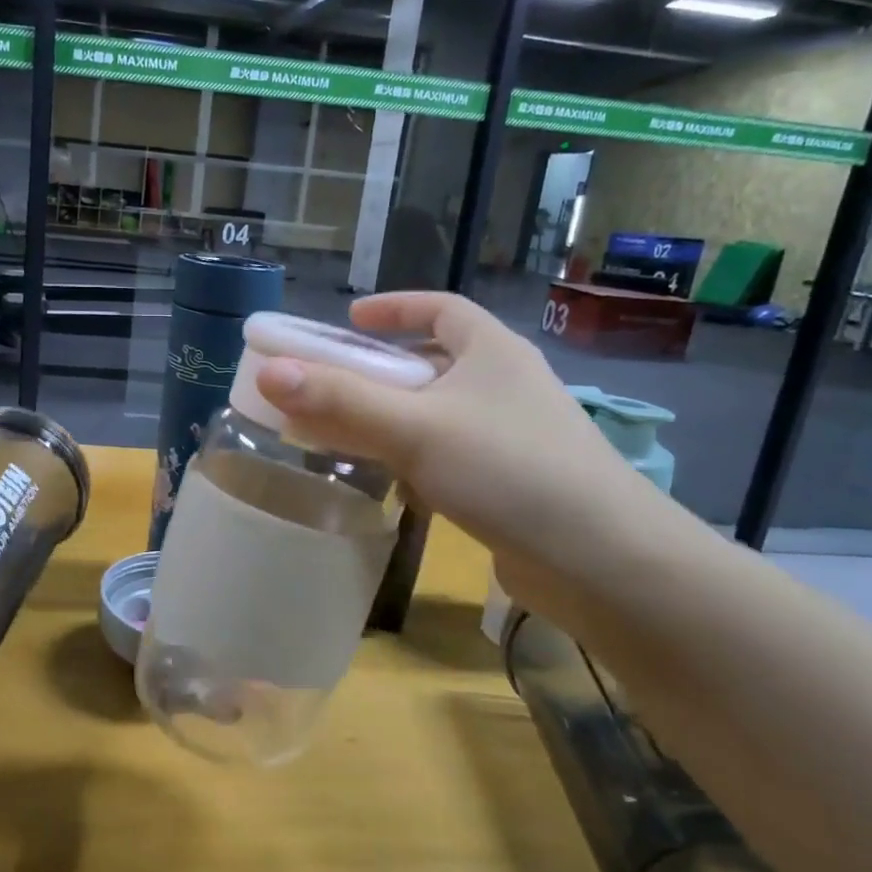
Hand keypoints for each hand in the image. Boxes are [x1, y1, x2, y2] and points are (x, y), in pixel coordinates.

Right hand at [254, 292, 670, 575]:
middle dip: (379, 372)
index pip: (440, 309)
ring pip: (438, 414)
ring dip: (393, 420)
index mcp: (492, 351)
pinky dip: (415, 460)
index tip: (348, 321)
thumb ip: (341, 401)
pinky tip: (392, 486)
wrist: (603, 562)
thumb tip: (269, 372)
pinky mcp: (513, 483)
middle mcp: (505, 385)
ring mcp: (513, 436)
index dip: (394, 309)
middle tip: (329, 385)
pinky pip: (450, 456)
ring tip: (345, 434)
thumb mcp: (415, 428)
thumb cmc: (509, 470)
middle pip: (432, 364)